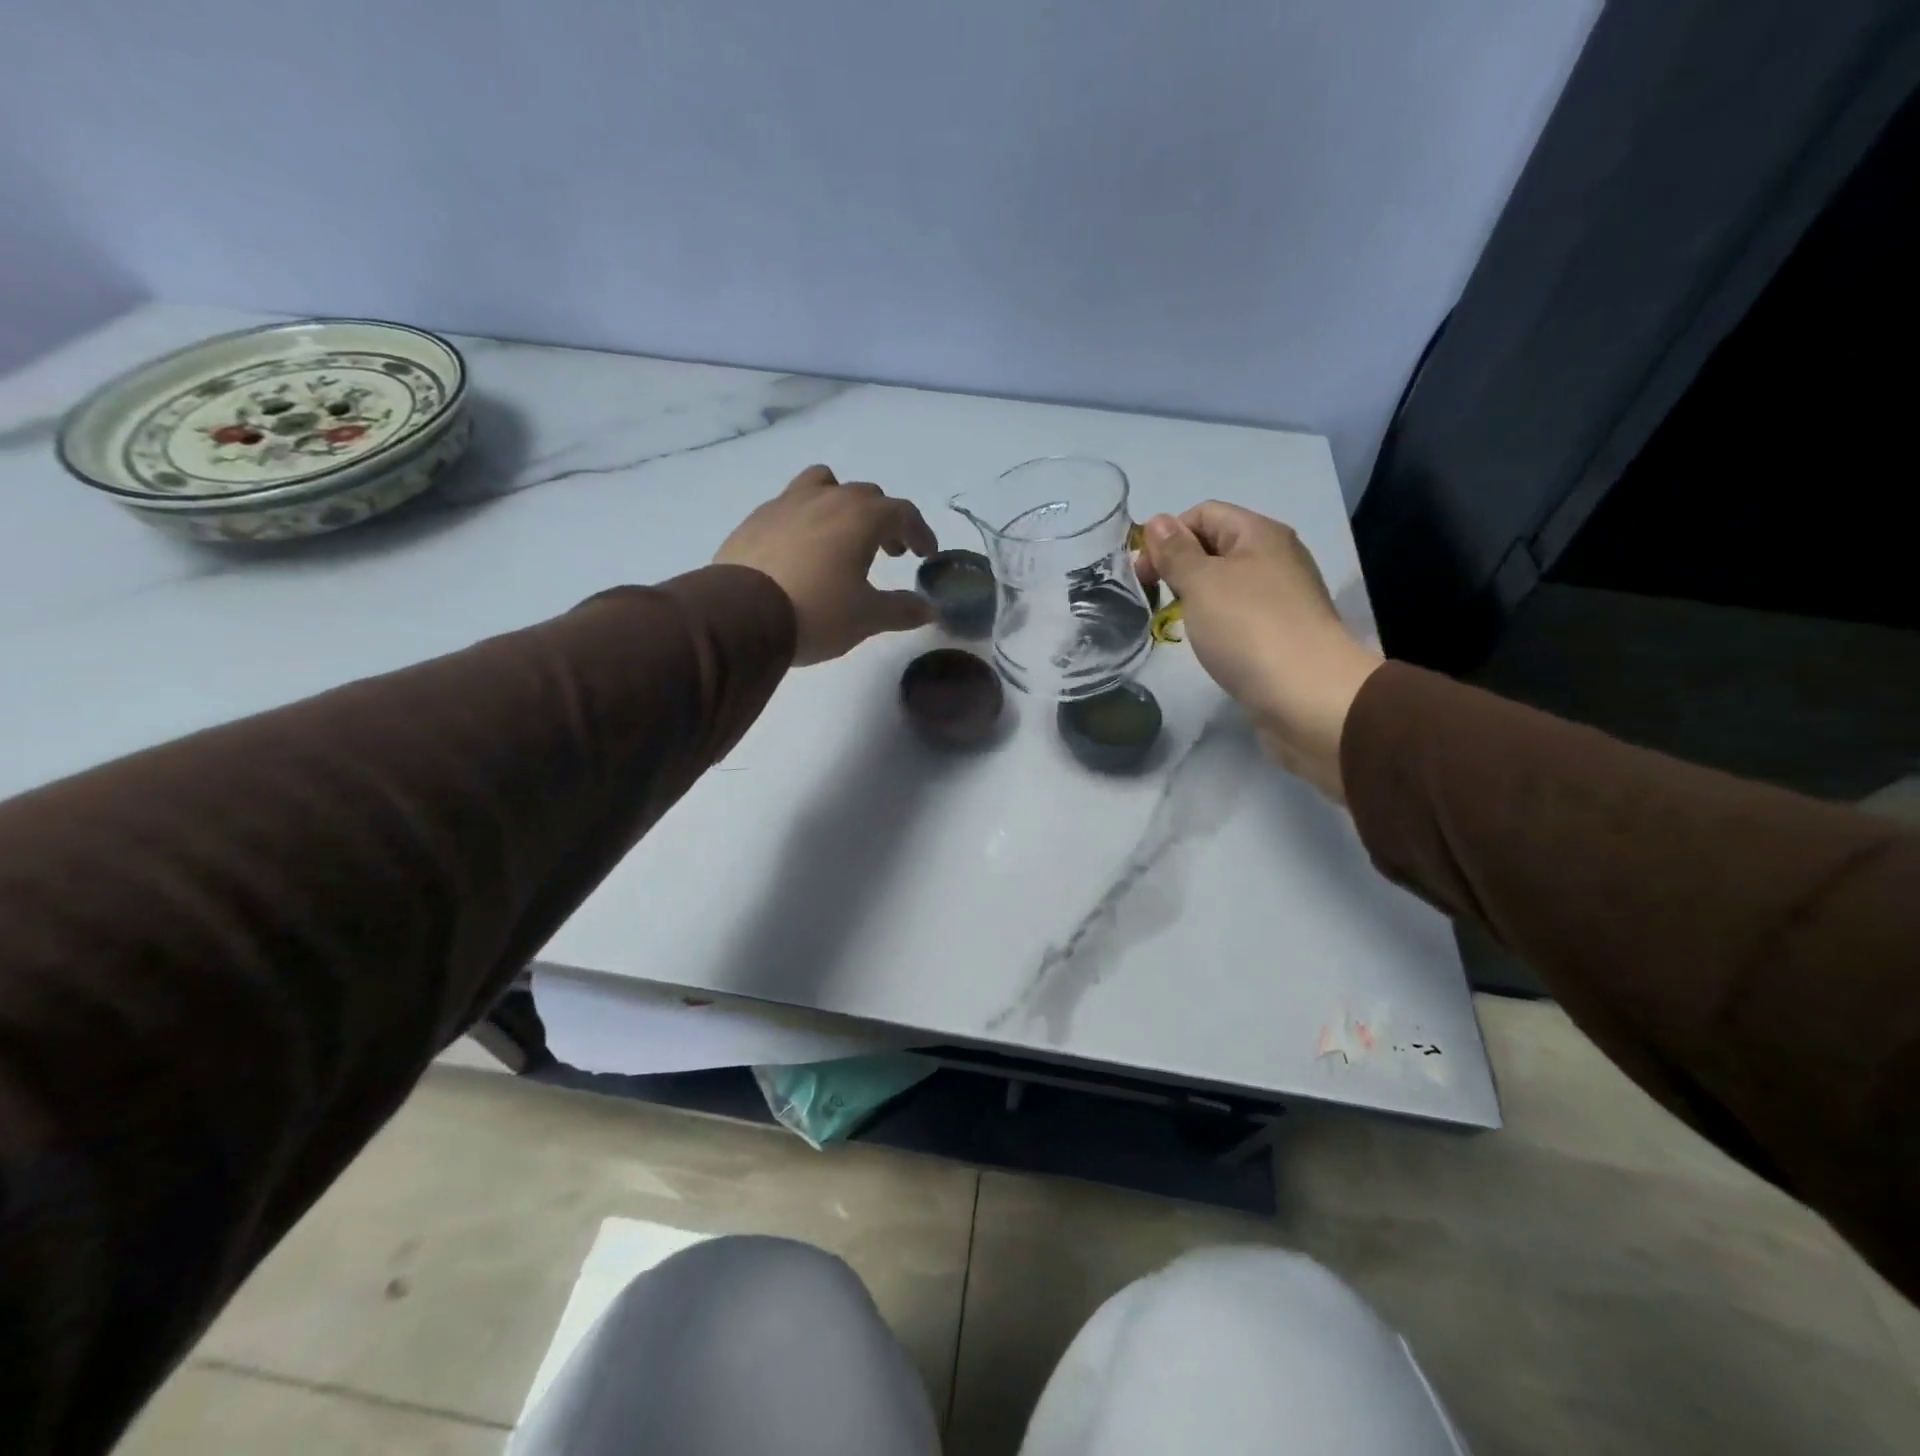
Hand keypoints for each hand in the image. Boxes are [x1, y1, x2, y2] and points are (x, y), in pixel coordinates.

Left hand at [716, 465, 938, 664]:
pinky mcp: (756, 519)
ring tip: (842, 535)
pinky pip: (790, 506)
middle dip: (884, 521)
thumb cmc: (817, 611)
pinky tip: (801, 551)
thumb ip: (902, 610)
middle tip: (889, 551)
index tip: (925, 554)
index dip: (920, 532)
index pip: (903, 513)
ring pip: (823, 485)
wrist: (740, 616)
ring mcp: (786, 503)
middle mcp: (826, 498)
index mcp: (861, 516)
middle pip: (866, 496)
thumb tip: (928, 609)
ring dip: (842, 505)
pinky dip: (806, 520)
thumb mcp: (867, 617)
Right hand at [1141, 502, 1381, 801]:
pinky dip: (1217, 622)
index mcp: (1259, 533)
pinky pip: (1240, 614)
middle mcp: (1275, 557)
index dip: (1167, 535)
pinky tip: (1208, 643)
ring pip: (1226, 583)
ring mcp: (1282, 597)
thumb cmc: (1249, 629)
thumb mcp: (1202, 583)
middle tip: (1152, 598)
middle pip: (1215, 546)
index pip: (1203, 513)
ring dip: (1195, 597)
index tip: (1142, 574)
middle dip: (1179, 566)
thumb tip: (1157, 521)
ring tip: (1176, 623)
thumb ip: (1176, 552)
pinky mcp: (1283, 633)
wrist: (1308, 697)